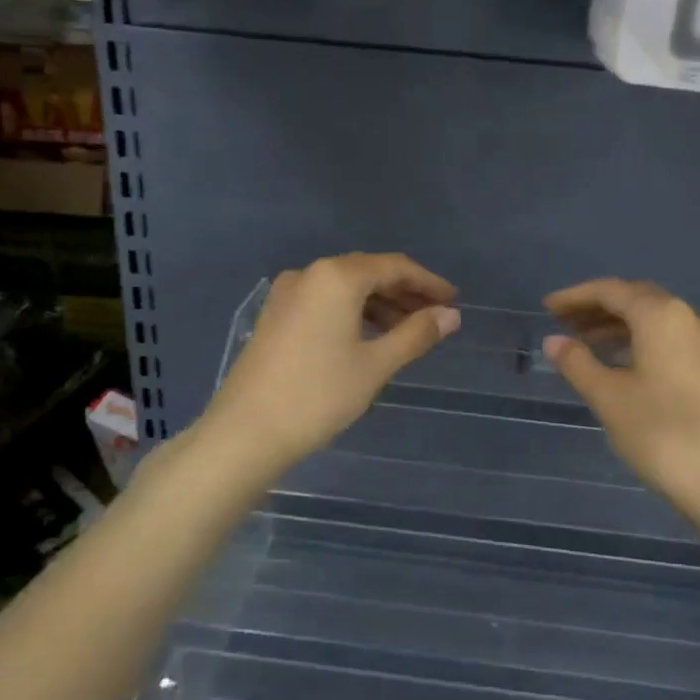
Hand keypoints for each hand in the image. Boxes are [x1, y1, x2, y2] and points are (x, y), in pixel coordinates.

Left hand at [204, 253, 460, 474]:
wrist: (246, 432)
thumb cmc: (318, 395)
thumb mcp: (375, 365)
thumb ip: (416, 334)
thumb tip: (450, 316)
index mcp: (336, 277)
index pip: (394, 267)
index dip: (428, 282)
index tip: (454, 301)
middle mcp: (310, 274)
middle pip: (368, 272)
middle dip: (405, 292)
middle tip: (436, 316)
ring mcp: (287, 294)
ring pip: (345, 288)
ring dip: (380, 304)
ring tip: (408, 331)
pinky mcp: (275, 315)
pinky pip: (325, 302)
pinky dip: (353, 313)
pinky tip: (369, 337)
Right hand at [543, 278, 699, 515]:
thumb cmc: (662, 433)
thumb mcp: (609, 398)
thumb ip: (577, 363)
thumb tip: (554, 341)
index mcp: (661, 316)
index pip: (611, 291)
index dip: (575, 296)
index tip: (548, 308)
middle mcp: (690, 320)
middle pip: (637, 300)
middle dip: (598, 308)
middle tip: (565, 324)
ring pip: (657, 322)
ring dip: (620, 326)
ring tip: (587, 345)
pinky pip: (673, 341)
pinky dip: (642, 343)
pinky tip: (625, 368)